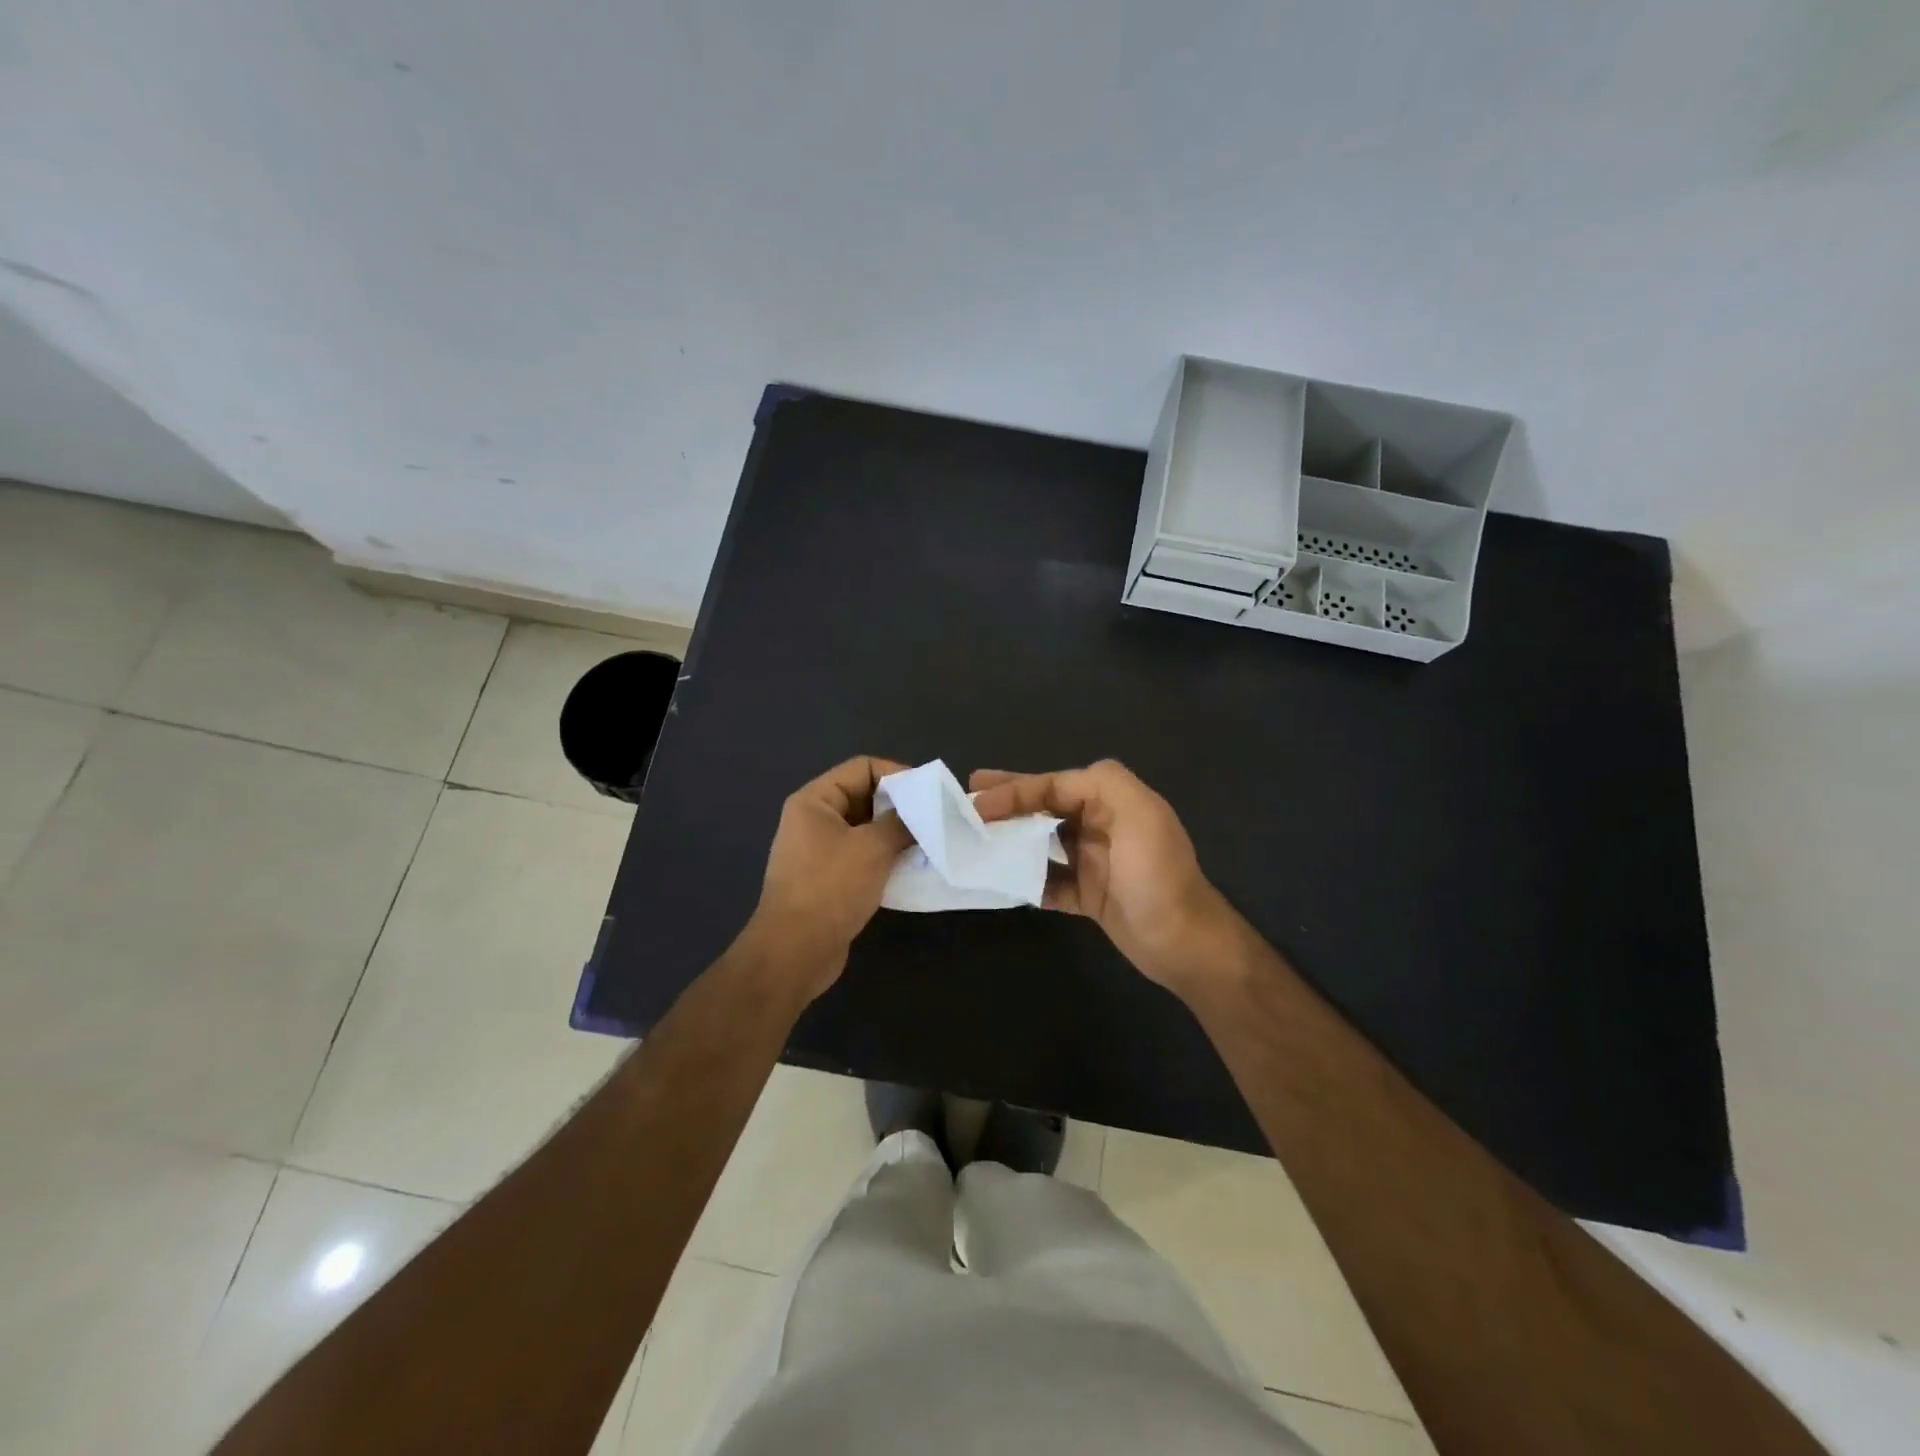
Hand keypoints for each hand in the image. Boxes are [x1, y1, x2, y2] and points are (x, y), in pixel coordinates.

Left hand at [747, 756, 912, 999]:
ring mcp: (820, 851)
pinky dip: (886, 858)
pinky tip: (912, 868)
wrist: (795, 952)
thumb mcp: (872, 848)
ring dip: (896, 834)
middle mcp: (814, 820)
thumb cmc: (830, 888)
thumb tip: (923, 813)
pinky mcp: (829, 879)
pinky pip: (863, 856)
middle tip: (934, 818)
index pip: (862, 768)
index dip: (896, 774)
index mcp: (815, 801)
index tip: (928, 793)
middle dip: (900, 806)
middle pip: (864, 797)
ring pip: (866, 829)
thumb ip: (901, 823)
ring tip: (929, 842)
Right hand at [971, 760, 1233, 993]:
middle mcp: (1102, 824)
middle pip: (1045, 807)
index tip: (977, 802)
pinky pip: (1049, 880)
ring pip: (1043, 841)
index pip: (1053, 785)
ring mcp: (1094, 860)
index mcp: (1112, 800)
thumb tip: (1055, 782)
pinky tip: (1000, 880)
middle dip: (1008, 801)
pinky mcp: (1089, 894)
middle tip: (969, 800)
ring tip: (975, 837)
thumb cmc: (1155, 874)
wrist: (1183, 943)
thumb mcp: (1138, 814)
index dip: (1014, 789)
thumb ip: (1104, 781)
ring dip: (1012, 838)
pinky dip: (1026, 878)